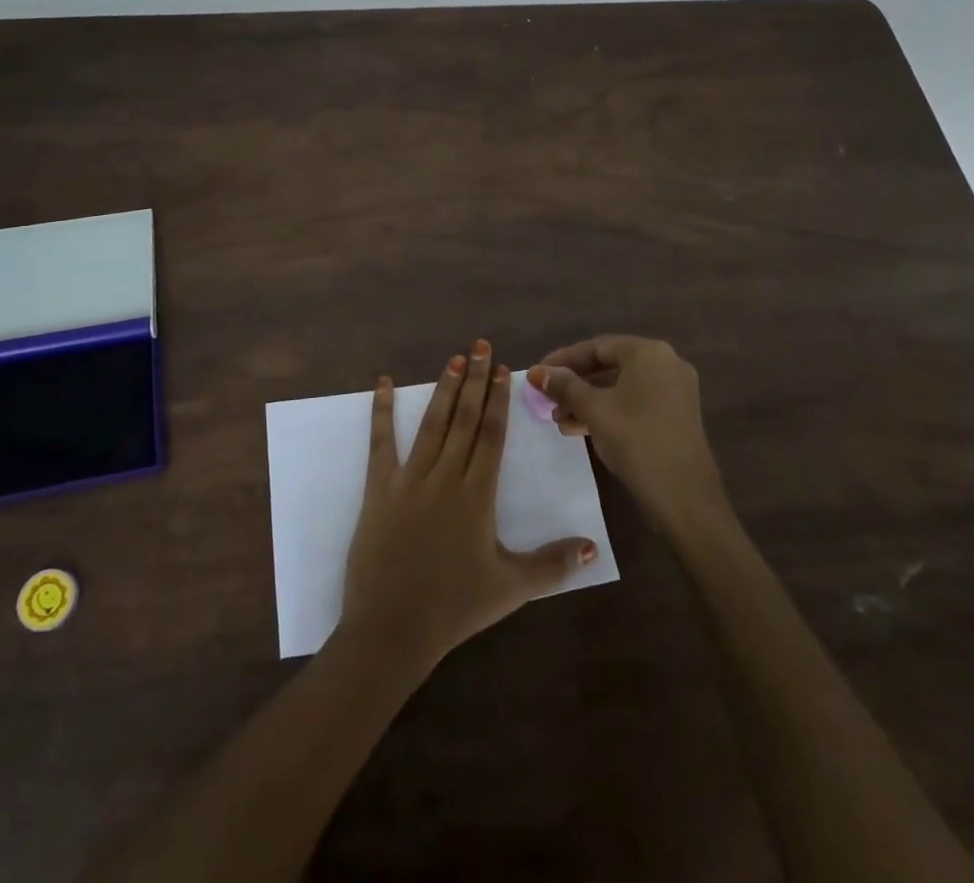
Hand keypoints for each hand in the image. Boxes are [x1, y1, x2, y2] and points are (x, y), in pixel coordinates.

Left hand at [341, 339, 598, 671]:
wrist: (393, 628)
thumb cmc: (455, 607)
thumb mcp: (511, 588)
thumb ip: (554, 564)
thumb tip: (594, 546)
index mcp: (477, 495)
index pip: (491, 435)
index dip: (498, 400)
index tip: (504, 370)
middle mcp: (445, 476)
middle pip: (464, 419)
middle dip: (475, 380)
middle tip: (481, 345)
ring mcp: (409, 479)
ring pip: (431, 423)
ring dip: (444, 389)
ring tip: (454, 358)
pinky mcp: (379, 488)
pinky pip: (381, 442)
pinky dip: (381, 410)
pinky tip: (383, 383)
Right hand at [529, 336, 724, 530]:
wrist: (685, 498)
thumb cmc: (636, 441)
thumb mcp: (594, 410)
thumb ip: (564, 386)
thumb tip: (536, 372)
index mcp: (649, 353)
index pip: (597, 347)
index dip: (563, 360)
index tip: (537, 374)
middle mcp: (666, 364)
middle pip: (609, 365)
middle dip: (574, 383)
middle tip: (547, 398)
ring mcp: (674, 391)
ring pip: (620, 387)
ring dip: (587, 400)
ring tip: (558, 419)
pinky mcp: (675, 415)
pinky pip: (634, 402)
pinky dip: (608, 411)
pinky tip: (579, 428)